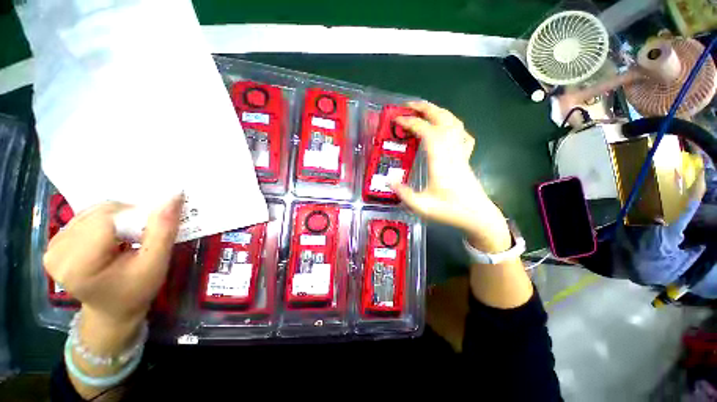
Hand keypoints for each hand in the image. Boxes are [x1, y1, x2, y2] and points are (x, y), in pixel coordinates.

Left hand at [43, 196, 182, 346]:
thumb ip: (163, 230)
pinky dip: (108, 220)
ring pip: (94, 211)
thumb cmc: (136, 291)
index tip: (151, 231)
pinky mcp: (56, 241)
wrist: (113, 309)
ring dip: (119, 217)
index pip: (106, 220)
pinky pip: (87, 216)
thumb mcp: (155, 264)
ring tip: (129, 236)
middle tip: (142, 234)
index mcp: (77, 265)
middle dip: (128, 217)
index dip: (134, 218)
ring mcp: (53, 245)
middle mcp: (57, 252)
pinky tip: (114, 235)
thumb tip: (175, 195)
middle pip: (99, 213)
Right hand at [392, 102, 511, 252]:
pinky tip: (446, 128)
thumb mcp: (421, 206)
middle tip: (408, 105)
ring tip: (423, 110)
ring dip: (438, 112)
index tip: (397, 119)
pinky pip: (462, 135)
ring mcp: (461, 153)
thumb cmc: (450, 211)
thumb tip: (388, 179)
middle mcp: (452, 152)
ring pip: (454, 123)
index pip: (428, 132)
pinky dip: (453, 125)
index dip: (412, 122)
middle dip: (425, 108)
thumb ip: (403, 193)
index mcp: (441, 162)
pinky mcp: (465, 158)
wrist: (478, 217)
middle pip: (443, 120)